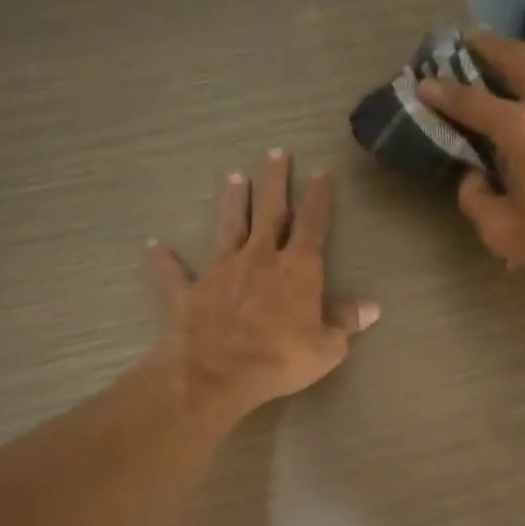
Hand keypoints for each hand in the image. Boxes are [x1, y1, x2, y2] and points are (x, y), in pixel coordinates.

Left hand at [147, 148, 379, 422]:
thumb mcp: (327, 347)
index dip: (318, 198)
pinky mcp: (189, 292)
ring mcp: (221, 272)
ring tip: (233, 177)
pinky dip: (163, 260)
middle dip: (274, 181)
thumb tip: (371, 306)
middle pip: (270, 212)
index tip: (320, 173)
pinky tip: (153, 246)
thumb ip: (346, 322)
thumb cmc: (280, 359)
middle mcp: (259, 259)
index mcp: (297, 269)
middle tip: (276, 152)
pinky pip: (174, 273)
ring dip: (232, 203)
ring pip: (228, 228)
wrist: (217, 373)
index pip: (313, 224)